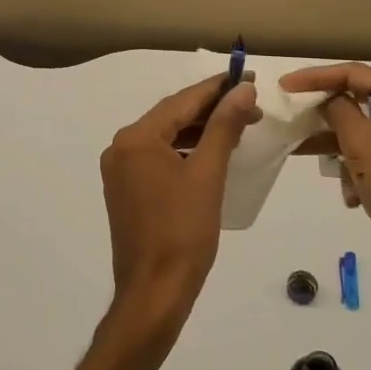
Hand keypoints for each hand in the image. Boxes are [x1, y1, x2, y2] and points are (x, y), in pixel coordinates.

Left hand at [100, 76, 259, 329]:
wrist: (154, 292)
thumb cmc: (183, 232)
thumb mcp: (207, 174)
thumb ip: (224, 126)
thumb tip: (242, 90)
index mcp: (135, 139)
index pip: (181, 102)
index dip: (216, 88)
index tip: (248, 77)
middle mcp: (120, 148)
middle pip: (171, 117)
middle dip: (210, 109)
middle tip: (250, 104)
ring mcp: (120, 172)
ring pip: (165, 138)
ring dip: (200, 130)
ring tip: (238, 125)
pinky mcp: (126, 191)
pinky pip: (158, 158)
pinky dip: (185, 151)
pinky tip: (211, 153)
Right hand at [280, 63, 370, 305]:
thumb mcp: (360, 142)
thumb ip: (338, 110)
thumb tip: (328, 99)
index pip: (358, 74)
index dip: (318, 76)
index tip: (286, 85)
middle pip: (364, 102)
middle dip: (329, 117)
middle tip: (296, 118)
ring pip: (368, 134)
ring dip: (341, 148)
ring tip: (310, 159)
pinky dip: (360, 170)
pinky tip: (352, 196)